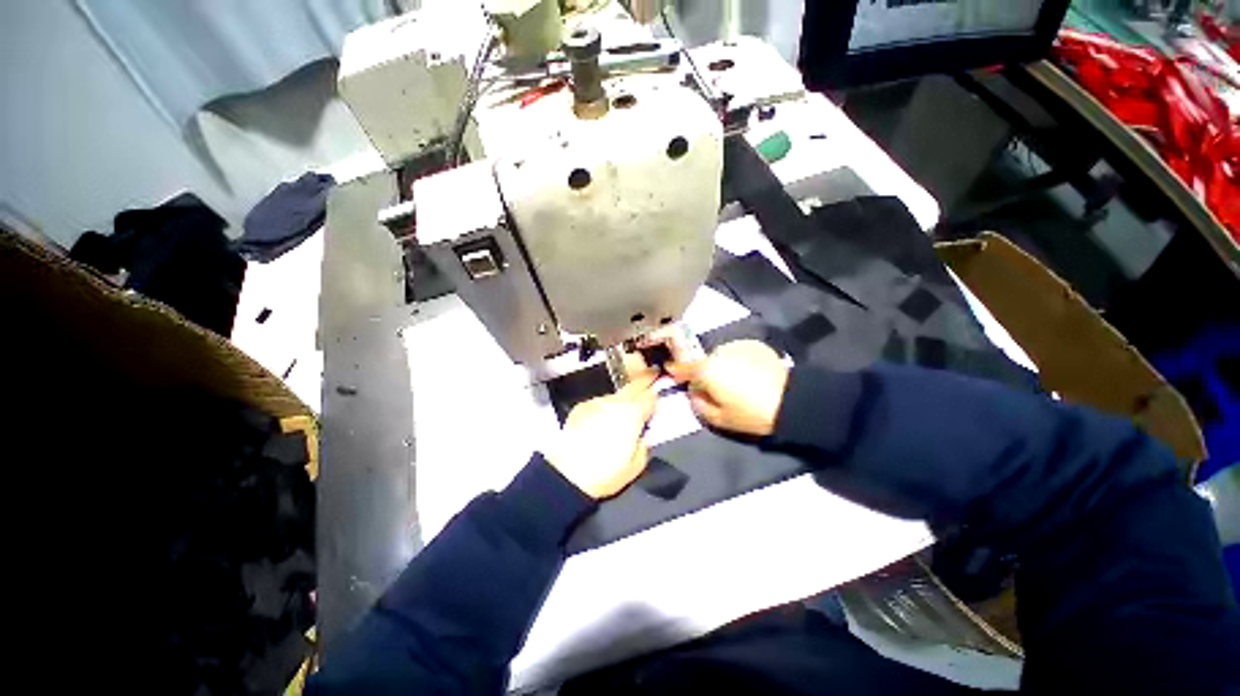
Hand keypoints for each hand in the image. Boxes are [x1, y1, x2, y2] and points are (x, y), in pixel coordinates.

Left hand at [547, 371, 658, 499]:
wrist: (568, 475)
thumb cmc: (604, 473)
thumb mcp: (636, 465)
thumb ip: (644, 444)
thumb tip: (643, 436)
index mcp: (632, 415)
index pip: (650, 397)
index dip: (656, 394)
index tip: (658, 392)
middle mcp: (615, 403)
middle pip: (634, 386)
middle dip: (644, 379)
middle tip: (651, 373)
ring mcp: (596, 403)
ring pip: (615, 396)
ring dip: (621, 400)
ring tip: (620, 414)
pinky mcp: (581, 408)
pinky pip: (598, 404)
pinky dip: (603, 409)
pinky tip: (600, 423)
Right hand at [666, 340, 788, 436]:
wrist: (791, 401)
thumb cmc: (751, 414)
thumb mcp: (719, 419)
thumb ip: (699, 405)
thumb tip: (694, 394)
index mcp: (706, 370)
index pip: (683, 367)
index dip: (675, 370)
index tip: (671, 371)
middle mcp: (718, 352)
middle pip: (704, 362)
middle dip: (706, 373)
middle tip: (716, 389)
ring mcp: (737, 346)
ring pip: (720, 356)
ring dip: (722, 365)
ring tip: (736, 381)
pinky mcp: (753, 344)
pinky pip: (737, 352)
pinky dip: (738, 360)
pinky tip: (749, 373)